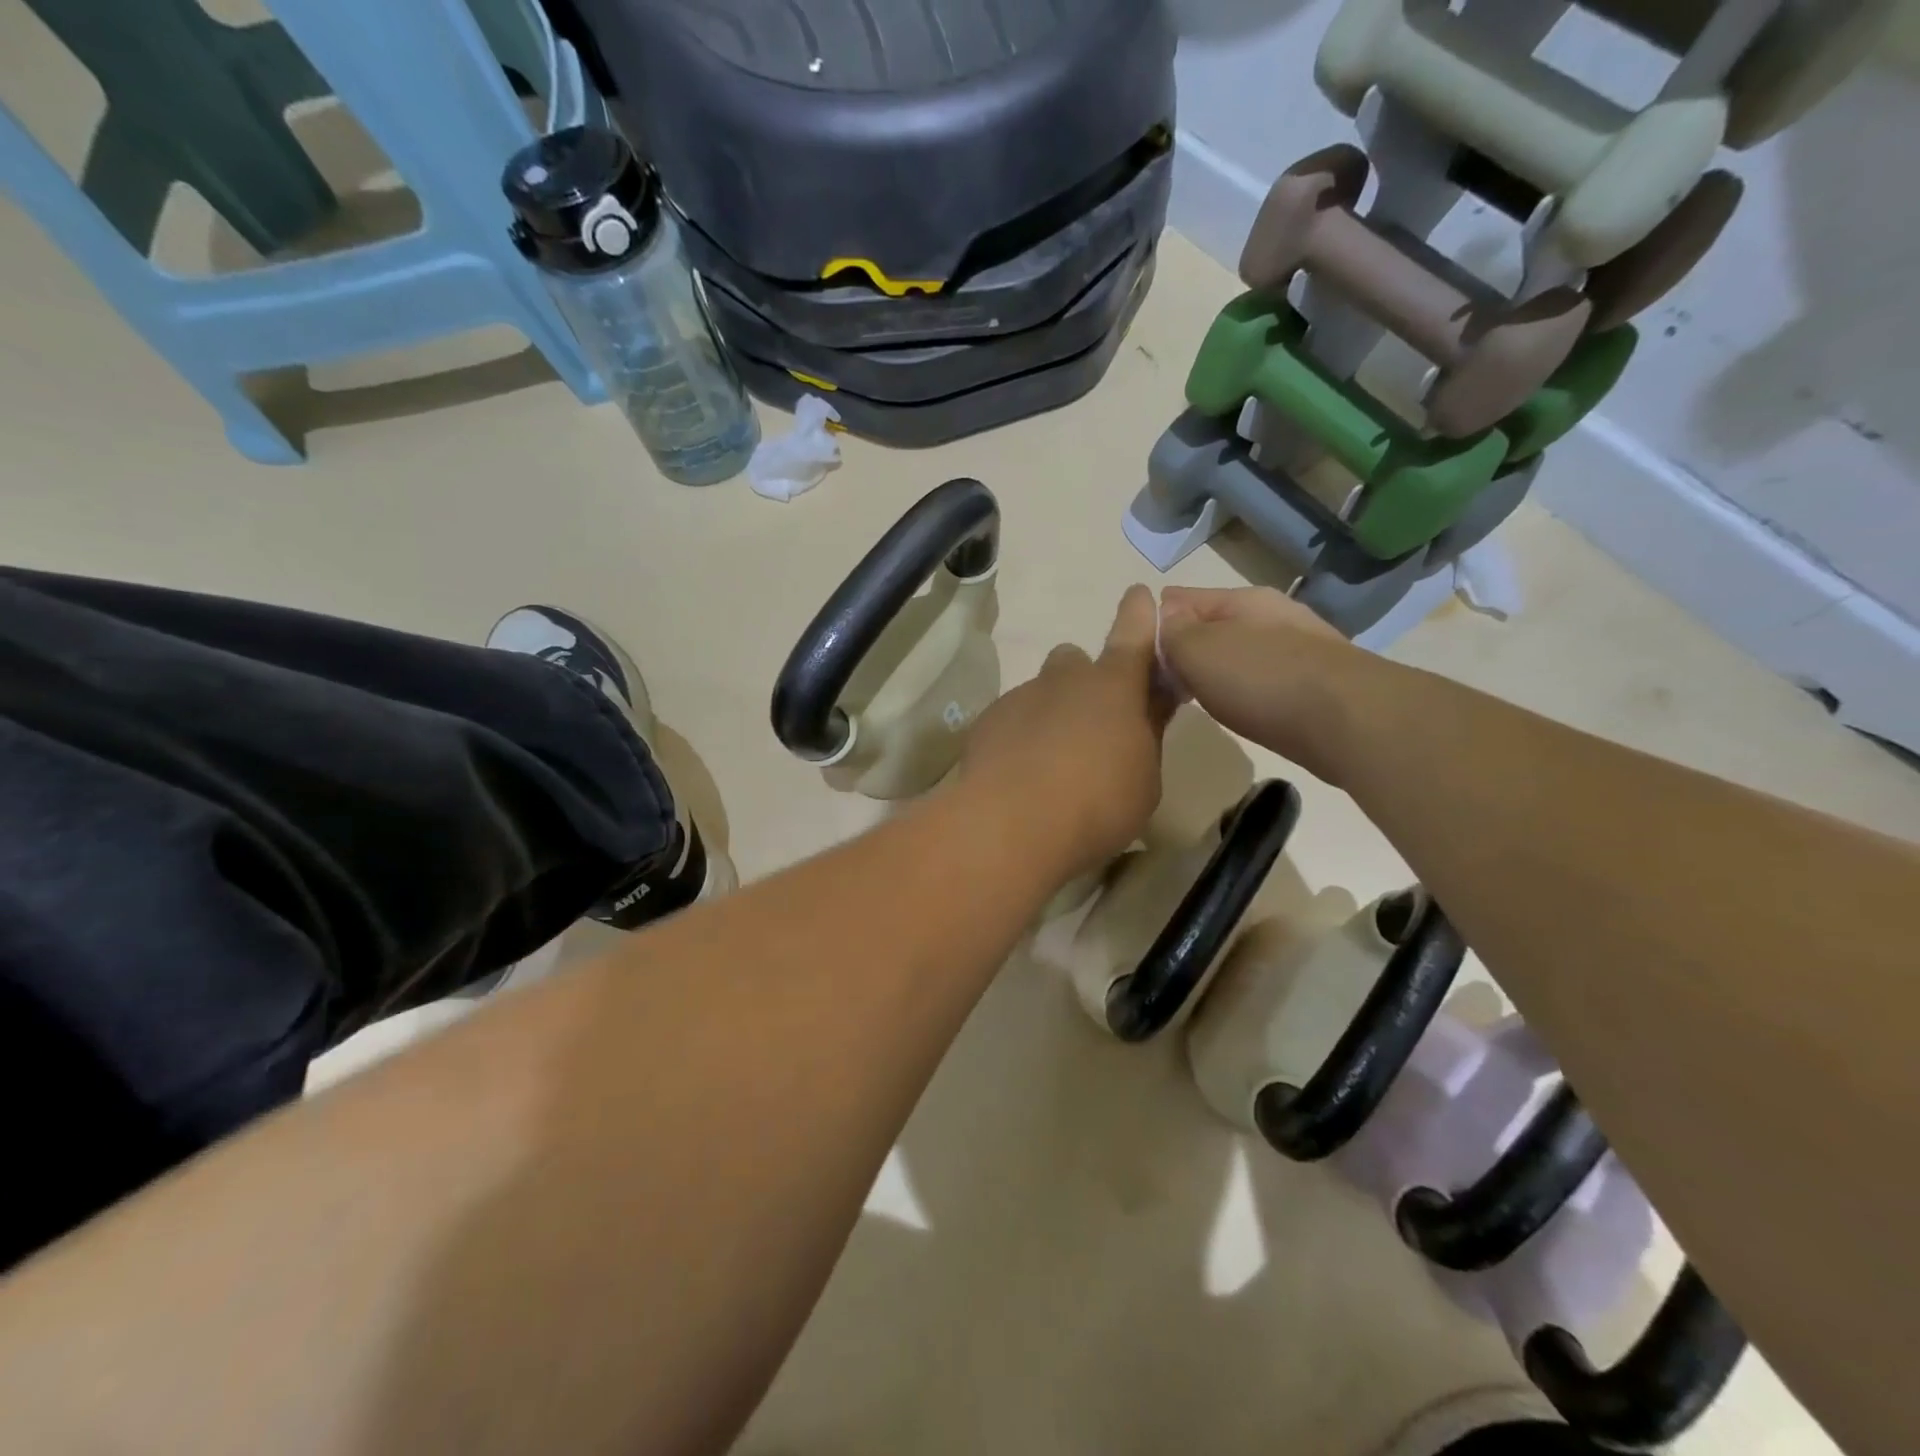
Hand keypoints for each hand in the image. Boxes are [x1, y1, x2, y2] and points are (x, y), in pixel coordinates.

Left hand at [961, 585, 1172, 880]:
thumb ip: (1145, 737)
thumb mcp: (1144, 779)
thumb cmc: (1098, 803)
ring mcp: (1021, 696)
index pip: (1133, 635)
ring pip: (1040, 692)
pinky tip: (1019, 775)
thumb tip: (1145, 711)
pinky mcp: (987, 720)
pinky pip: (1011, 719)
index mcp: (1114, 686)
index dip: (1140, 615)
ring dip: (1049, 714)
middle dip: (1083, 682)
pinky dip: (1019, 737)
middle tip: (1088, 725)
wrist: (1012, 824)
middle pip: (1075, 662)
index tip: (1139, 594)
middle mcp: (1065, 679)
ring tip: (1049, 763)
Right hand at [1158, 586, 1362, 783]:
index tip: (1136, 654)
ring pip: (1238, 654)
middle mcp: (1271, 616)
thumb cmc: (1261, 679)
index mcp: (1241, 600)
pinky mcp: (1315, 685)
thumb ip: (1171, 632)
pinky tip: (1239, 711)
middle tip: (1162, 683)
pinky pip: (1262, 680)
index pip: (1181, 599)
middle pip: (1212, 626)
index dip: (1154, 622)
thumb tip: (1164, 618)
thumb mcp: (1197, 649)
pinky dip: (1244, 691)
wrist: (1349, 720)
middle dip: (1185, 649)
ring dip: (1215, 672)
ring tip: (1195, 700)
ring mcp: (1298, 649)